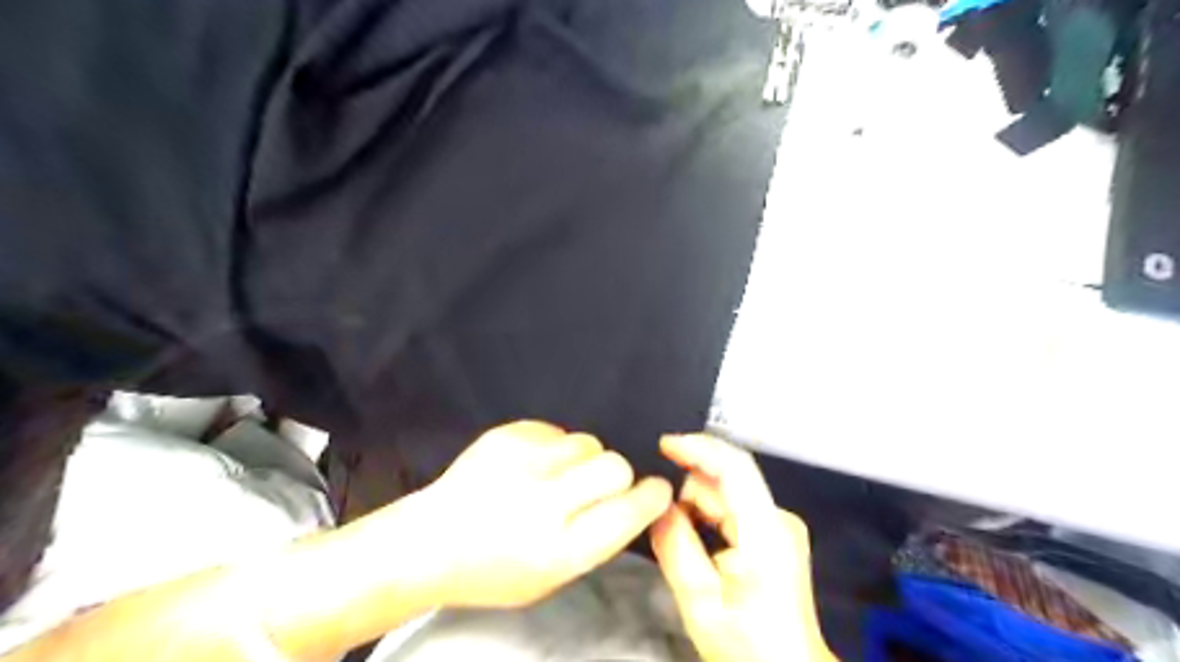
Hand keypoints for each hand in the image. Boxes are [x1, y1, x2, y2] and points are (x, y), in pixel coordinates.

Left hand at [409, 421, 667, 608]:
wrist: (430, 541)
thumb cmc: (494, 569)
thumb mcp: (551, 578)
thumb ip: (596, 540)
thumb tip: (631, 501)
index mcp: (559, 550)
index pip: (627, 513)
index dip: (651, 498)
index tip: (657, 490)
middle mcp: (544, 503)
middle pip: (614, 466)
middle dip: (617, 475)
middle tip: (596, 486)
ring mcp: (522, 462)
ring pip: (587, 442)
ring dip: (582, 459)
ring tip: (555, 476)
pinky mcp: (506, 435)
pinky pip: (556, 430)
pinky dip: (553, 447)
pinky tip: (529, 465)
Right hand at [649, 434, 832, 660]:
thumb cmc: (747, 647)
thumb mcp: (700, 603)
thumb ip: (675, 547)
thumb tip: (657, 505)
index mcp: (766, 532)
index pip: (734, 468)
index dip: (698, 448)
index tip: (664, 444)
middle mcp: (779, 518)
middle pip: (725, 479)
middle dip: (689, 494)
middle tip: (668, 530)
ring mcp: (780, 524)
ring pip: (726, 493)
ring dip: (697, 508)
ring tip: (689, 552)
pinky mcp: (776, 532)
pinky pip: (733, 507)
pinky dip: (709, 517)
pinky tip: (702, 547)